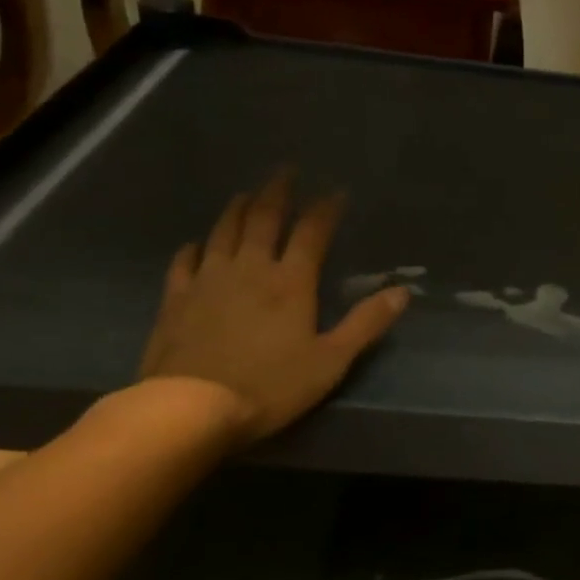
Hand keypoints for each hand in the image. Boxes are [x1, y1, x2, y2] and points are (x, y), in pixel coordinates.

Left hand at [138, 175, 409, 439]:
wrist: (188, 408)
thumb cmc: (269, 386)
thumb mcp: (331, 360)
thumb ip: (366, 323)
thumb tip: (403, 291)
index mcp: (290, 281)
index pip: (312, 232)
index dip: (326, 208)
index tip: (337, 190)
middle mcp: (250, 269)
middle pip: (263, 219)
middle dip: (277, 192)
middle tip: (285, 171)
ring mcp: (208, 281)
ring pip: (224, 232)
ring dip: (237, 209)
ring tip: (245, 194)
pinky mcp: (176, 300)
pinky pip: (184, 262)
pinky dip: (193, 247)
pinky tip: (196, 243)